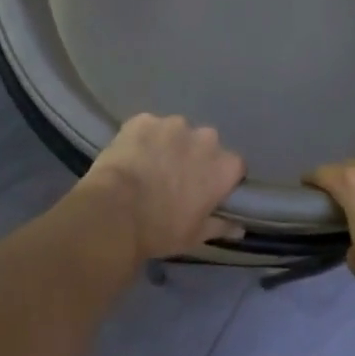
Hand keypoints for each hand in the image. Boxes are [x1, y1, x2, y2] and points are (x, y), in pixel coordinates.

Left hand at [80, 115, 246, 261]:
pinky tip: (130, 156)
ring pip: (176, 132)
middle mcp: (206, 138)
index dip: (218, 178)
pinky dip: (142, 138)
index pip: (232, 166)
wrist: (115, 213)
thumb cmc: (161, 229)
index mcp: (224, 166)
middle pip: (205, 144)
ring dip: (168, 144)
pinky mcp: (143, 120)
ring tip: (148, 165)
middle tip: (175, 177)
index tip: (205, 190)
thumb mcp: (195, 236)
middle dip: (194, 156)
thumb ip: (221, 226)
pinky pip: (148, 127)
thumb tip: (239, 228)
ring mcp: (173, 125)